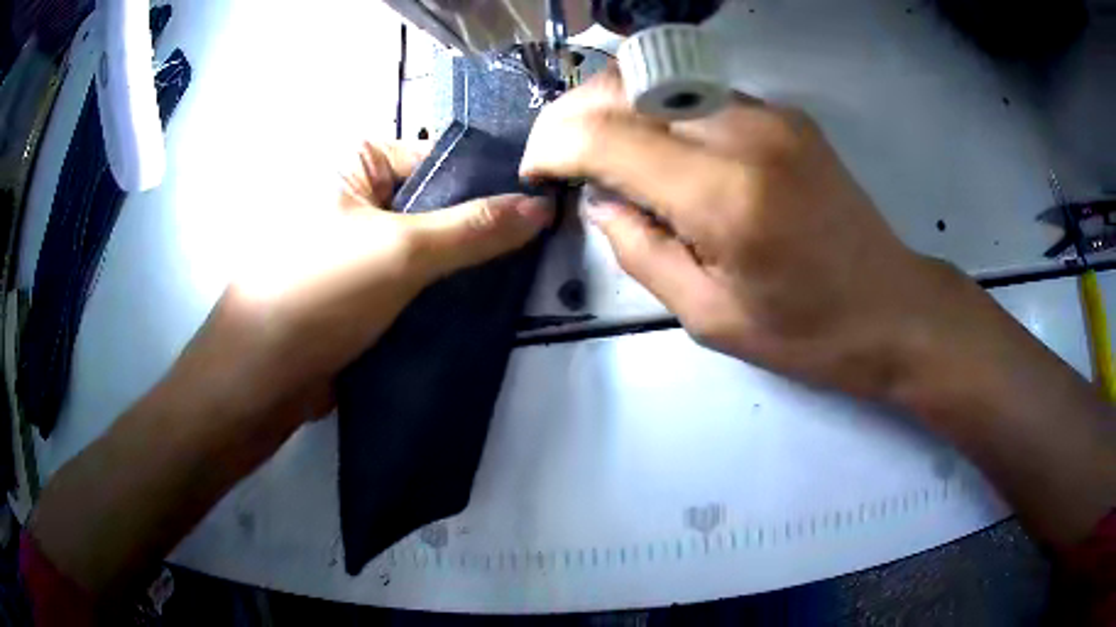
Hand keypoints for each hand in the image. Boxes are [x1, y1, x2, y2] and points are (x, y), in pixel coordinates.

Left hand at [173, 139, 551, 446]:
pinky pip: (410, 282)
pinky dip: (440, 295)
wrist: (260, 380)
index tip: (541, 212)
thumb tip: (542, 205)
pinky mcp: (358, 290)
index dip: (488, 184)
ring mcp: (355, 246)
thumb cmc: (318, 293)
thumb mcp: (400, 252)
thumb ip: (474, 230)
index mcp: (354, 162)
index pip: (438, 160)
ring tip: (521, 282)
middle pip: (434, 206)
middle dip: (479, 233)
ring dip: (463, 268)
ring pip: (425, 249)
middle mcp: (354, 196)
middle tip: (539, 252)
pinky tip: (482, 308)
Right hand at [521, 68, 946, 402]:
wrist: (891, 308)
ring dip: (614, 107)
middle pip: (629, 86)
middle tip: (557, 155)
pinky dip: (661, 112)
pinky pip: (700, 96)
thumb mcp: (709, 316)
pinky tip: (659, 150)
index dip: (553, 144)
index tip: (534, 170)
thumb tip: (600, 201)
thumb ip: (640, 251)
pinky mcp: (786, 115)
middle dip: (574, 113)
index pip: (607, 134)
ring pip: (662, 80)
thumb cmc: (806, 331)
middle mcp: (746, 132)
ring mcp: (771, 114)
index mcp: (725, 194)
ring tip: (598, 152)